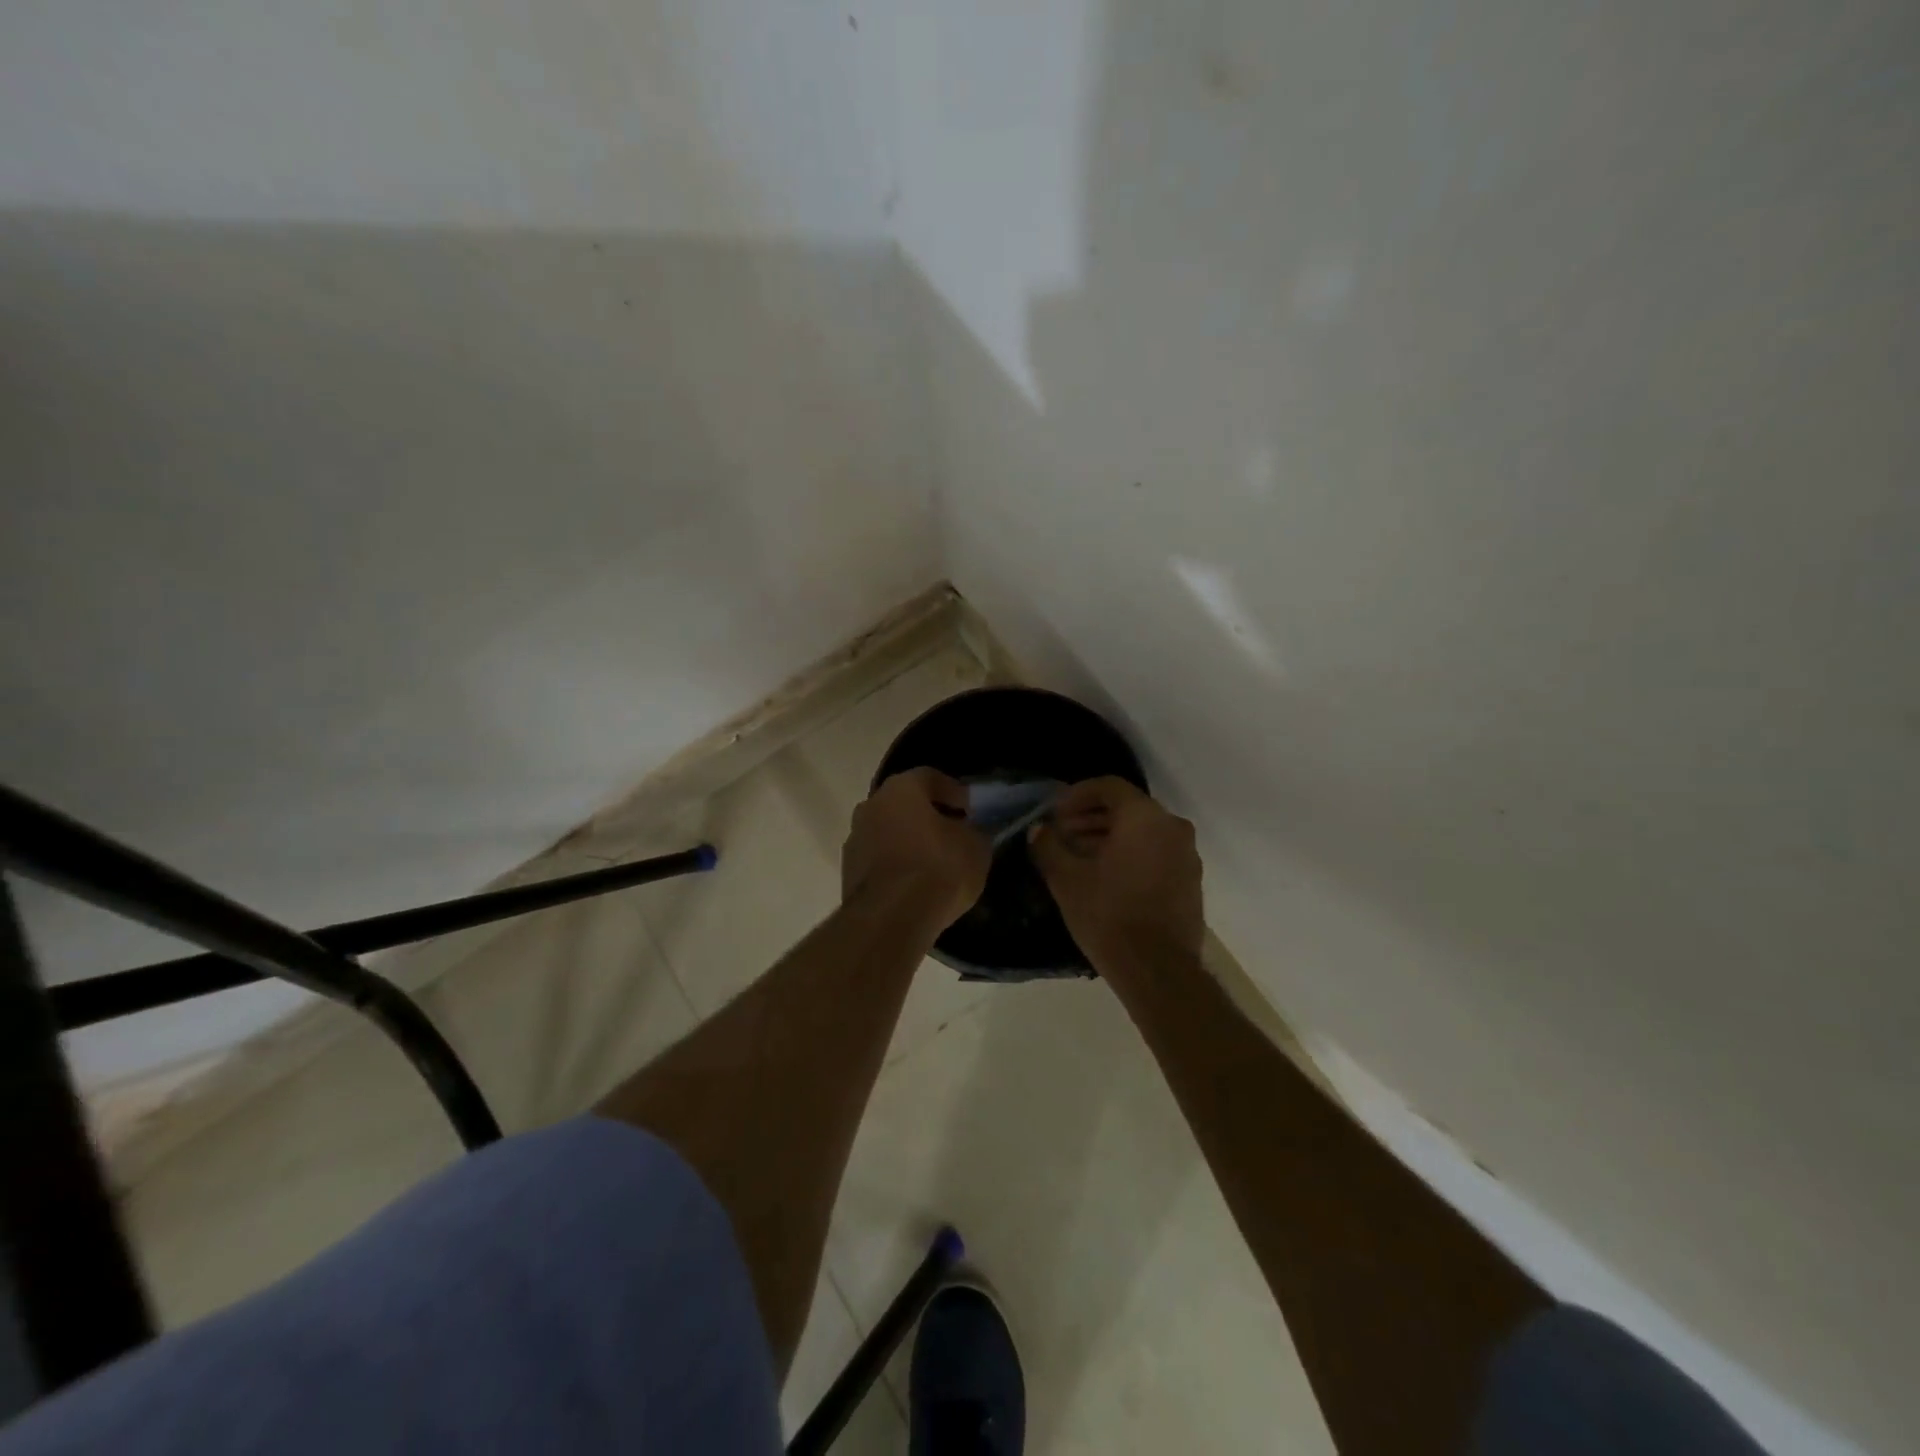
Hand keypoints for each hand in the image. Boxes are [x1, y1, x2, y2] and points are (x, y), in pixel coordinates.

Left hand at [842, 768, 990, 935]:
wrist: (890, 918)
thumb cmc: (938, 870)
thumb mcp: (975, 847)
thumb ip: (973, 831)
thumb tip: (968, 830)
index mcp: (901, 788)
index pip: (931, 778)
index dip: (955, 793)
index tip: (971, 811)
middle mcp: (871, 805)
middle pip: (905, 804)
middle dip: (929, 816)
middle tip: (953, 834)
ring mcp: (855, 838)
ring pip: (889, 831)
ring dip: (909, 841)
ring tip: (934, 864)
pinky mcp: (848, 871)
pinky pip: (880, 859)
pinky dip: (896, 865)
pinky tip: (914, 884)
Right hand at [1029, 777, 1203, 984]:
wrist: (1158, 970)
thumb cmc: (1109, 915)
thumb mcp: (1066, 879)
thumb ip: (1049, 846)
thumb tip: (1039, 830)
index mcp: (1144, 817)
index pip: (1109, 787)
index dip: (1077, 795)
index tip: (1055, 813)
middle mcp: (1172, 827)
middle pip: (1127, 808)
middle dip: (1091, 817)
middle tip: (1062, 834)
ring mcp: (1187, 855)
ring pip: (1143, 832)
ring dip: (1110, 837)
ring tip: (1079, 857)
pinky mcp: (1191, 881)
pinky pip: (1157, 853)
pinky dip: (1131, 854)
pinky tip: (1105, 877)